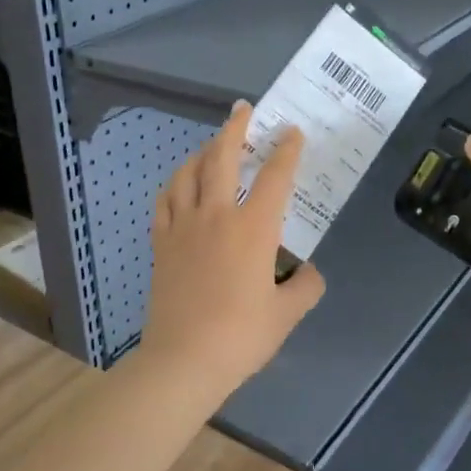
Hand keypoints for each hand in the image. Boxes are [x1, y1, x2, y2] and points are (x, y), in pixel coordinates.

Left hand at [138, 101, 325, 407]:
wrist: (184, 360)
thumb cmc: (241, 336)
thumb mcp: (287, 313)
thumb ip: (305, 286)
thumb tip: (309, 271)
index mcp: (253, 228)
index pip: (275, 176)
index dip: (287, 150)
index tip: (292, 132)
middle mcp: (217, 215)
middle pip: (222, 158)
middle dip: (235, 129)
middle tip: (243, 110)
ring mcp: (183, 226)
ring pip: (188, 173)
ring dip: (202, 152)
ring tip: (213, 146)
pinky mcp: (161, 243)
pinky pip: (165, 201)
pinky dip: (175, 184)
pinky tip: (180, 185)